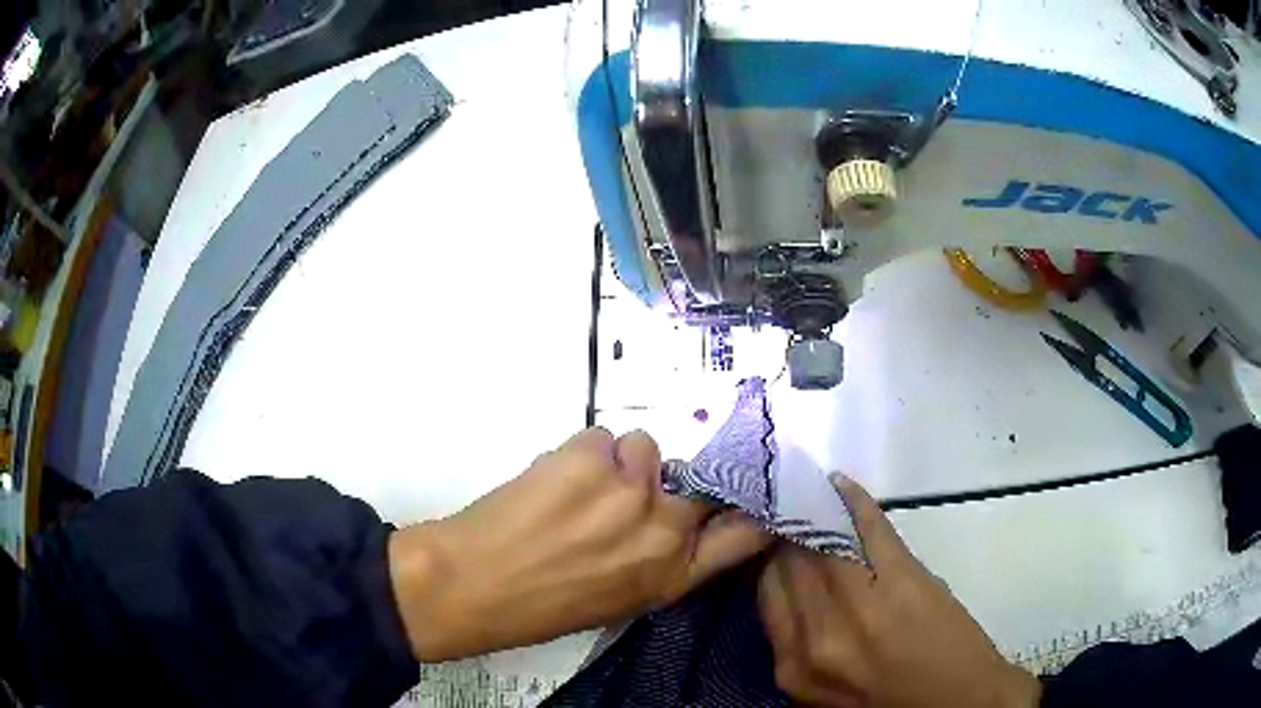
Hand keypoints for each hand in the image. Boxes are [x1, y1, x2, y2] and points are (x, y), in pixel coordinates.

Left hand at [388, 428, 771, 661]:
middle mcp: (665, 529)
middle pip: (700, 481)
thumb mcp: (620, 599)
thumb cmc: (542, 604)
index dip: (751, 508)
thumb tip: (669, 518)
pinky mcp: (593, 455)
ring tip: (576, 488)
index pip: (746, 534)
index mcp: (673, 576)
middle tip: (627, 492)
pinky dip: (580, 453)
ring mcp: (631, 488)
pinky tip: (552, 479)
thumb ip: (657, 559)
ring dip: (617, 462)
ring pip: (644, 446)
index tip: (746, 494)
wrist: (473, 582)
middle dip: (667, 484)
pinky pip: (601, 436)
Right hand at [758, 476, 1041, 707]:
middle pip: (785, 564)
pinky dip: (853, 502)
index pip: (765, 594)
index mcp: (795, 665)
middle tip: (784, 510)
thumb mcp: (825, 689)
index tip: (769, 539)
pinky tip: (840, 486)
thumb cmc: (890, 702)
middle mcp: (816, 634)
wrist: (960, 703)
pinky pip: (866, 527)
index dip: (766, 559)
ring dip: (810, 512)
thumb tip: (786, 594)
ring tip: (806, 494)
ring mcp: (861, 602)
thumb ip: (800, 645)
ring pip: (819, 541)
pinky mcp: (902, 578)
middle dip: (782, 533)